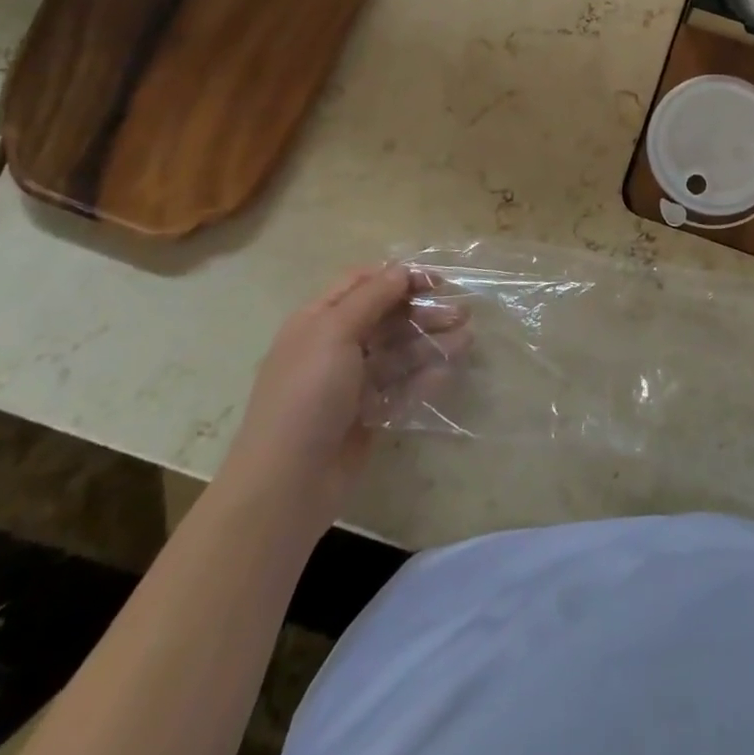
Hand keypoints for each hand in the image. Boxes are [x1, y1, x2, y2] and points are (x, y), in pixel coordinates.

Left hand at [216, 266, 469, 536]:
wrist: (286, 484)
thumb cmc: (306, 396)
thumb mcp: (334, 334)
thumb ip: (372, 297)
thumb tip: (402, 270)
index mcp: (318, 321)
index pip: (362, 283)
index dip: (398, 277)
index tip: (436, 281)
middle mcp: (335, 346)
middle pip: (386, 316)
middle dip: (423, 310)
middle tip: (461, 313)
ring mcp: (352, 382)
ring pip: (399, 351)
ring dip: (431, 341)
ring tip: (467, 340)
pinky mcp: (368, 413)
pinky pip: (401, 386)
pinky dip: (424, 376)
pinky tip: (447, 371)